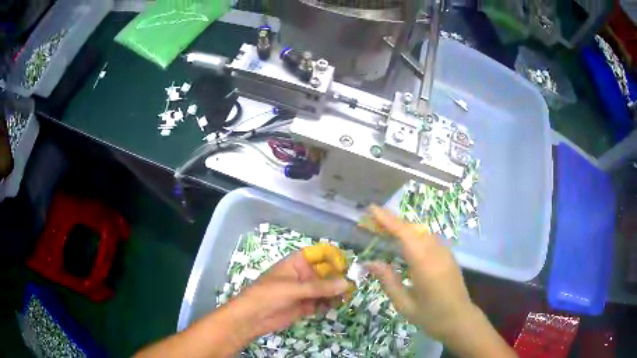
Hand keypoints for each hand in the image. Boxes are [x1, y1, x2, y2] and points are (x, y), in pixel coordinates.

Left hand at [225, 250, 349, 343]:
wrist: (252, 318)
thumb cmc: (268, 295)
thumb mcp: (293, 289)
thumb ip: (319, 287)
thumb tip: (346, 283)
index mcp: (297, 263)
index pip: (319, 254)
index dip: (333, 257)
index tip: (346, 266)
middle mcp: (303, 275)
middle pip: (326, 272)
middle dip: (339, 277)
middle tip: (353, 285)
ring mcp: (305, 291)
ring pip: (326, 288)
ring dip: (337, 292)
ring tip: (347, 297)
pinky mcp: (306, 306)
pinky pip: (322, 302)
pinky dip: (330, 303)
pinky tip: (337, 305)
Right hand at [365, 206, 516, 357]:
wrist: (460, 320)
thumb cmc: (430, 316)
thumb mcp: (404, 304)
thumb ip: (388, 281)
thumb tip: (369, 262)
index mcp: (425, 265)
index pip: (405, 234)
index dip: (388, 220)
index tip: (372, 209)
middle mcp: (436, 252)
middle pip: (413, 229)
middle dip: (392, 221)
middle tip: (372, 221)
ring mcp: (445, 252)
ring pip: (422, 231)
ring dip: (403, 227)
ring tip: (384, 230)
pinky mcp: (449, 255)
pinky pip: (429, 238)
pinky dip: (414, 234)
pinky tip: (405, 243)